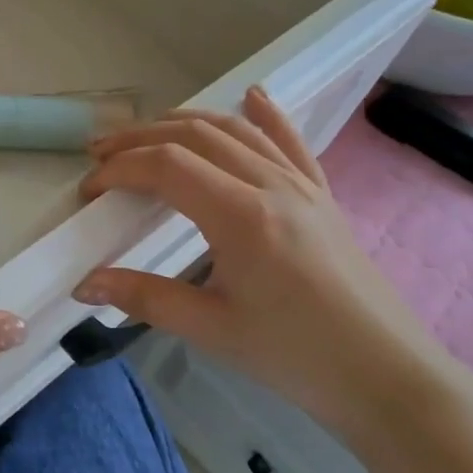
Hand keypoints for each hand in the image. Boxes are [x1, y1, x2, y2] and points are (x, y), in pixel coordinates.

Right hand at [74, 85, 455, 440]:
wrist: (389, 378)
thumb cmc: (297, 357)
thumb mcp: (212, 330)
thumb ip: (144, 298)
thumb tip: (83, 284)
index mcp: (241, 215)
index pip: (166, 166)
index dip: (120, 169)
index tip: (90, 189)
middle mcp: (270, 185)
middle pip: (194, 136)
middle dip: (140, 137)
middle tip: (100, 153)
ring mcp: (301, 185)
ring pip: (235, 131)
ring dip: (184, 122)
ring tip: (146, 132)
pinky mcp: (322, 196)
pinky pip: (290, 143)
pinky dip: (265, 115)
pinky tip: (253, 94)